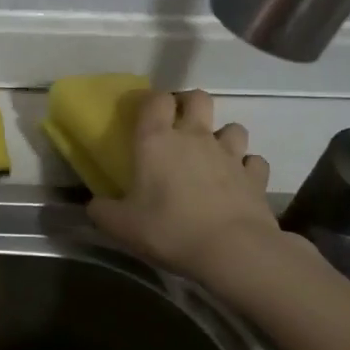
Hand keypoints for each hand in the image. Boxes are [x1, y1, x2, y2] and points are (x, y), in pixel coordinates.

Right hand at [88, 89, 311, 285]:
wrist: (233, 251)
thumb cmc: (169, 230)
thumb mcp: (121, 226)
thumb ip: (102, 211)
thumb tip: (94, 205)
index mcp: (157, 140)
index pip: (155, 99)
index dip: (150, 101)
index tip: (143, 114)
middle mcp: (195, 137)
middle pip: (198, 98)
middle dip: (189, 104)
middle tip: (179, 126)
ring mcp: (230, 154)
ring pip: (232, 127)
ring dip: (222, 136)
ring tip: (212, 155)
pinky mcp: (255, 176)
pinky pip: (253, 161)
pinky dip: (246, 168)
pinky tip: (238, 182)